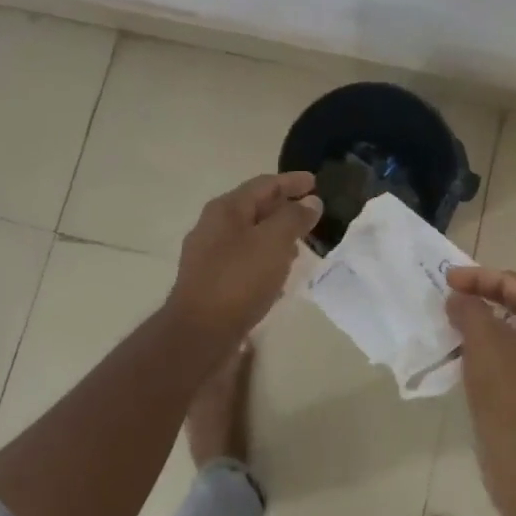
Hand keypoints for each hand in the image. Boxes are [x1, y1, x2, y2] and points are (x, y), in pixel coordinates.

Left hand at [167, 171, 321, 341]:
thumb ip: (294, 218)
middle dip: (284, 208)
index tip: (316, 183)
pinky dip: (265, 258)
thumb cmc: (238, 280)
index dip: (291, 182)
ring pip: (250, 235)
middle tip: (311, 214)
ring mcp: (209, 255)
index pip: (264, 184)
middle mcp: (213, 226)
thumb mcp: (273, 242)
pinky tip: (280, 273)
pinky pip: (245, 259)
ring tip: (301, 243)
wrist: (199, 334)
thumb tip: (310, 202)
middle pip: (254, 208)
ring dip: (276, 235)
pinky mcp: (212, 281)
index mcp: (226, 209)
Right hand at [446, 266, 515, 498]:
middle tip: (452, 297)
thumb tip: (459, 297)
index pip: (513, 283)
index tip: (446, 278)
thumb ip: (468, 307)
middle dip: (483, 298)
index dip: (477, 277)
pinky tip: (470, 353)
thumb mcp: (482, 338)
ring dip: (487, 324)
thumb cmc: (507, 388)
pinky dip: (496, 348)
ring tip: (456, 323)